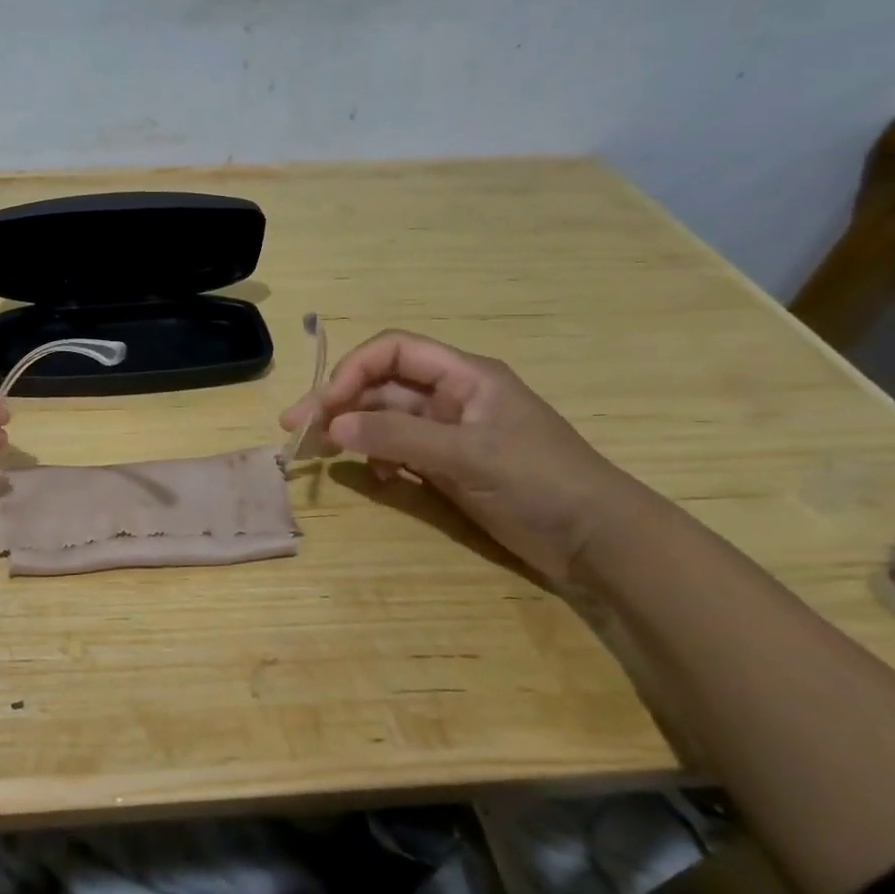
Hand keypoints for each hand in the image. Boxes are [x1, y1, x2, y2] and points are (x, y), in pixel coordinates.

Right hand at [279, 331, 636, 581]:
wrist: (598, 542)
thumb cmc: (541, 481)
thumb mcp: (467, 454)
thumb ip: (396, 436)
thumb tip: (331, 426)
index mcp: (464, 376)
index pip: (393, 351)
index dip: (353, 370)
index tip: (324, 405)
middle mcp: (451, 396)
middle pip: (381, 385)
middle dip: (338, 403)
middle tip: (295, 428)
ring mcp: (448, 432)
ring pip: (384, 419)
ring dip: (353, 431)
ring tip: (320, 453)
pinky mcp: (447, 465)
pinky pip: (398, 450)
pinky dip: (378, 459)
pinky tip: (376, 478)